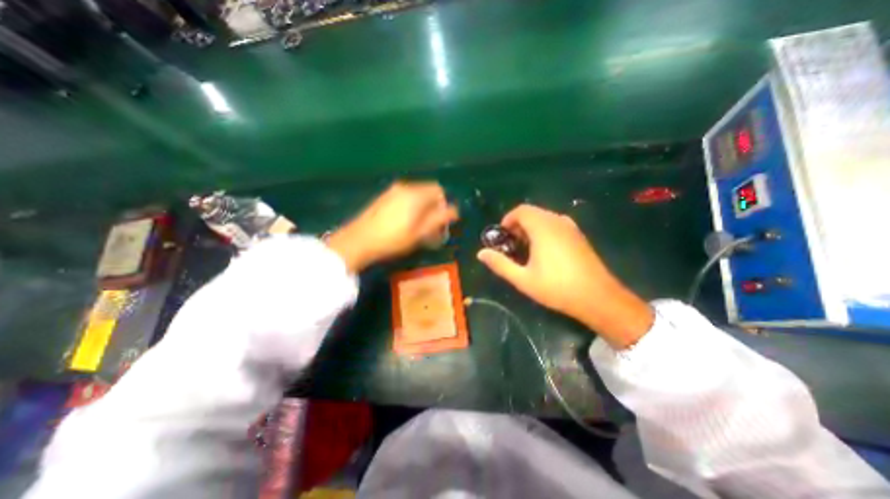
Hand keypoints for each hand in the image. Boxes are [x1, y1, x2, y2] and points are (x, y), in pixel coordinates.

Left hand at [327, 182, 454, 272]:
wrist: (359, 240)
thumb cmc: (393, 238)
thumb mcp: (420, 232)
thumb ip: (439, 219)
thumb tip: (455, 210)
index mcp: (415, 194)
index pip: (438, 190)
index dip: (443, 204)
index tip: (440, 221)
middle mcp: (405, 187)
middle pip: (427, 191)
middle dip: (433, 206)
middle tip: (430, 225)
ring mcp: (392, 191)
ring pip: (416, 194)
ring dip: (422, 207)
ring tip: (417, 226)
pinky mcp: (384, 197)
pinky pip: (405, 197)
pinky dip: (411, 206)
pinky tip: (403, 222)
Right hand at [475, 205, 650, 348]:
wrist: (598, 298)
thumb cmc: (556, 288)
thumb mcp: (523, 279)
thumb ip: (500, 264)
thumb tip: (480, 253)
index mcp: (543, 227)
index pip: (521, 210)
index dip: (508, 220)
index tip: (502, 237)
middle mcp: (557, 221)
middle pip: (532, 212)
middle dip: (518, 225)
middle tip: (512, 245)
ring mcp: (570, 227)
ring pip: (544, 217)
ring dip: (531, 228)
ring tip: (526, 249)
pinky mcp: (578, 235)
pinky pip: (555, 224)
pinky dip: (544, 230)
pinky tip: (544, 251)